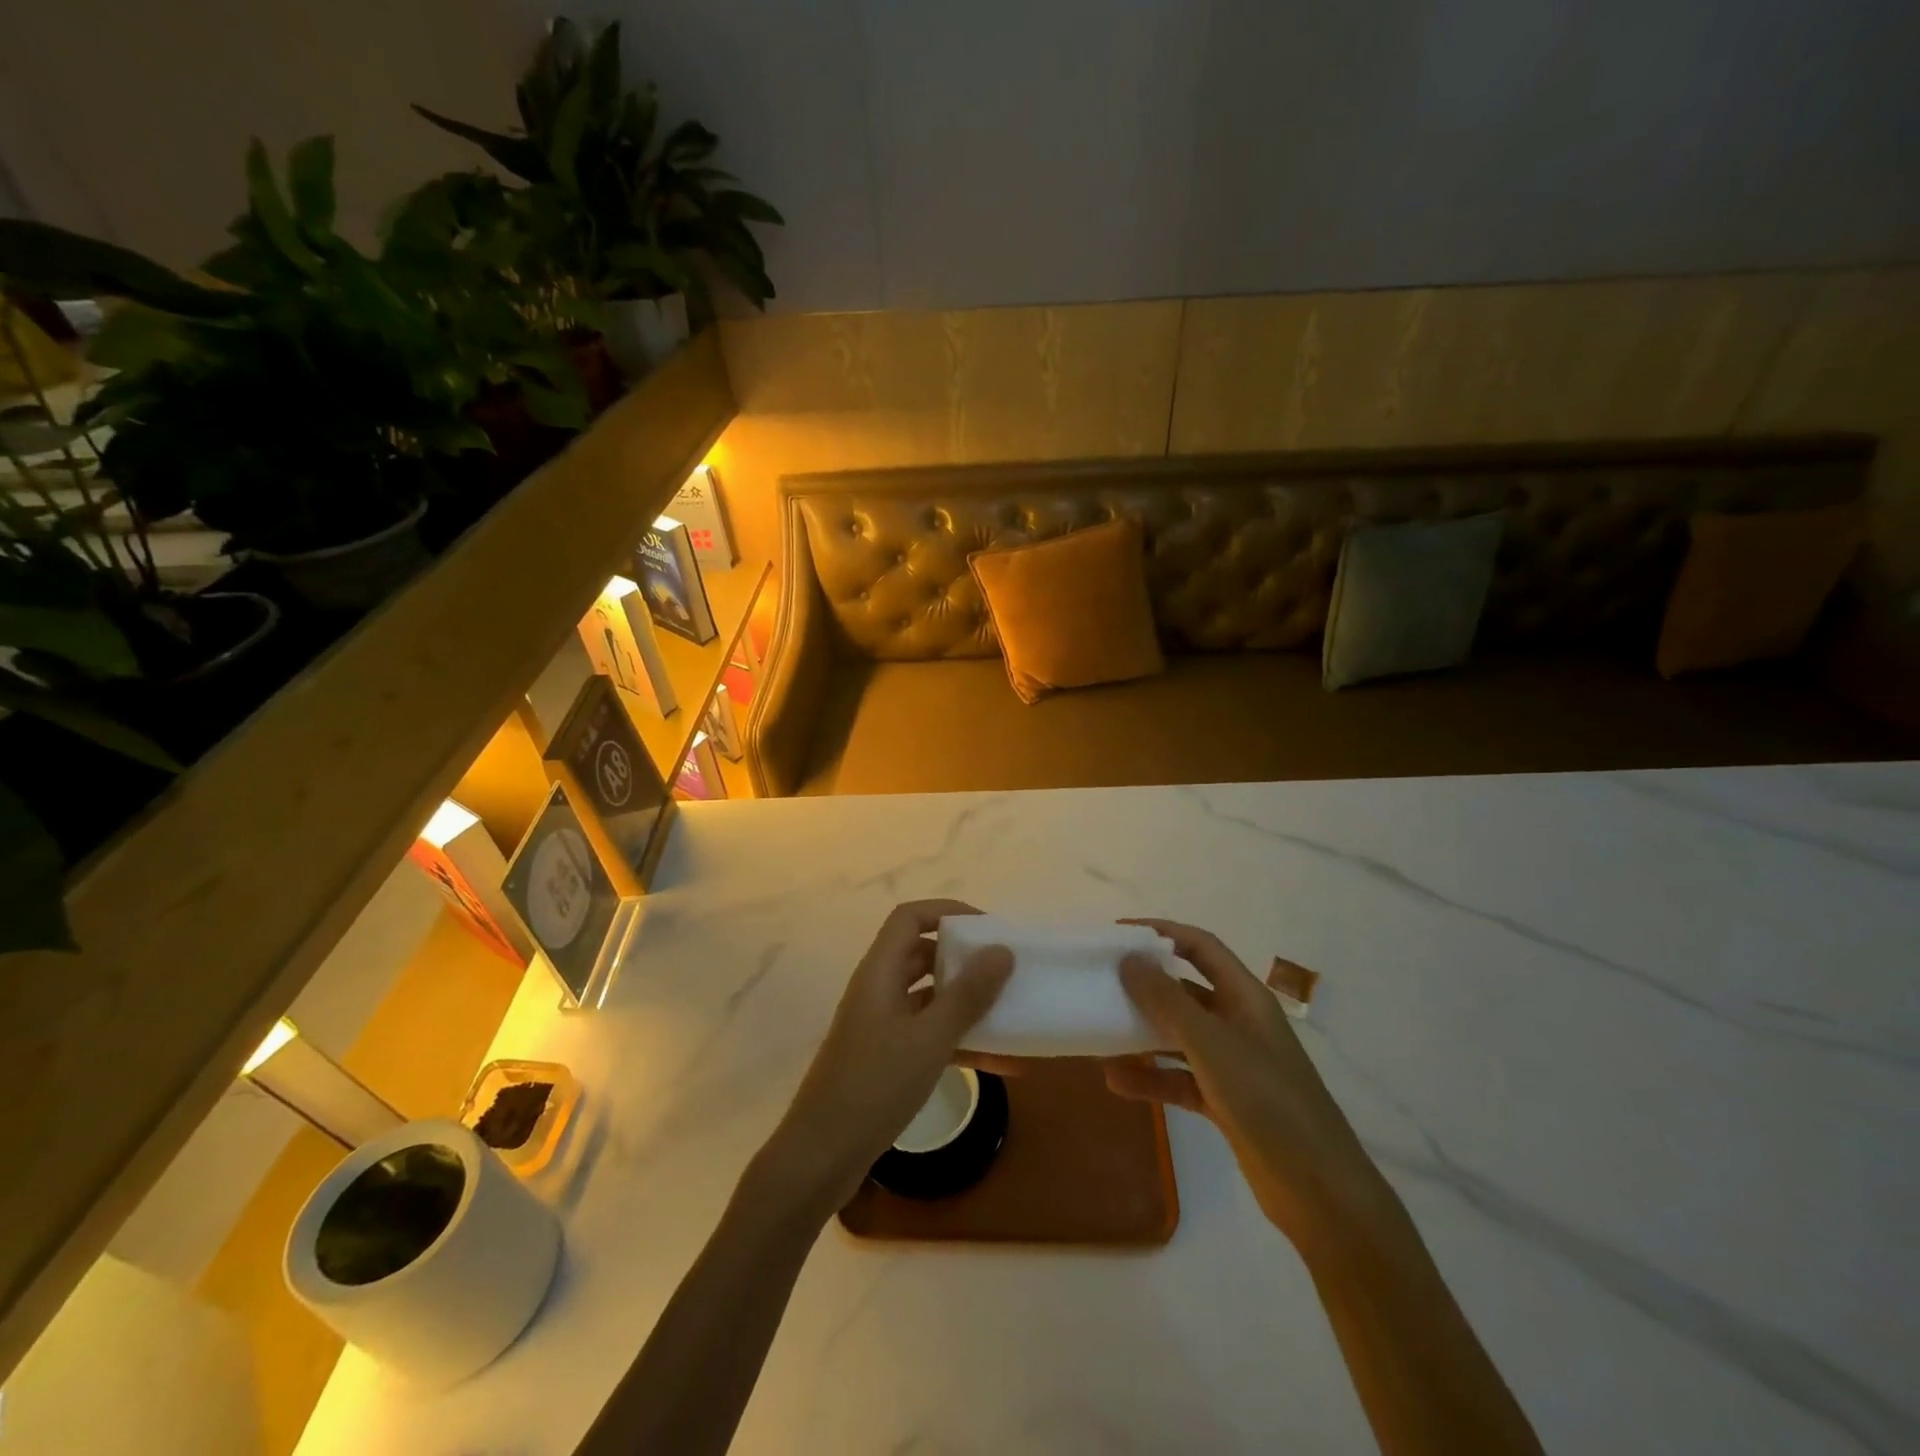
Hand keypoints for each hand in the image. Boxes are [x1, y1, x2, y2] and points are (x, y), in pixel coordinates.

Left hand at [762, 900, 1012, 1215]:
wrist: (821, 1156)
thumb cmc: (874, 1086)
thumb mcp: (929, 1039)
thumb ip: (967, 994)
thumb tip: (1002, 951)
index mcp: (880, 971)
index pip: (910, 917)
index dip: (947, 912)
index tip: (988, 929)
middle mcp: (878, 989)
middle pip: (922, 953)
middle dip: (964, 957)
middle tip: (1005, 968)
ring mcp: (881, 1024)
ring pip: (930, 996)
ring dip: (967, 1003)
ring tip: (1011, 1012)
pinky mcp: (887, 1057)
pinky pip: (929, 1033)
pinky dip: (960, 1040)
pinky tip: (1000, 1062)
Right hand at [1106, 919, 1386, 1250]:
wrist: (1320, 1191)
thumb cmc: (1267, 1100)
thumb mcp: (1211, 1044)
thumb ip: (1166, 1000)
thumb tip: (1128, 958)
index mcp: (1245, 997)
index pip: (1200, 947)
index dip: (1162, 932)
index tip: (1118, 934)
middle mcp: (1239, 1022)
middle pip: (1186, 990)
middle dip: (1146, 984)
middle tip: (1102, 982)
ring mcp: (1233, 1064)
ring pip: (1179, 1036)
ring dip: (1142, 1033)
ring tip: (1100, 1032)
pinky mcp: (1226, 1102)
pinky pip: (1180, 1078)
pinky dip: (1151, 1077)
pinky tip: (1116, 1081)